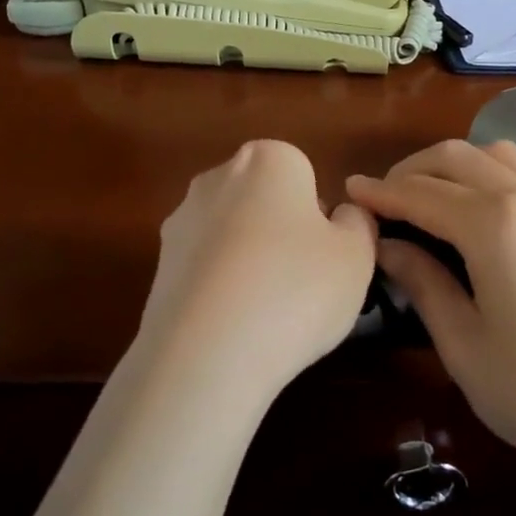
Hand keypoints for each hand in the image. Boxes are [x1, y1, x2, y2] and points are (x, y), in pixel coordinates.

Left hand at [138, 140, 376, 400]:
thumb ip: (357, 223)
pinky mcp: (158, 267)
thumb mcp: (357, 256)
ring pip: (231, 236)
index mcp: (267, 160)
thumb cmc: (296, 290)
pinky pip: (205, 270)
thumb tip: (339, 216)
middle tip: (303, 283)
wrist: (207, 354)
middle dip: (281, 232)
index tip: (325, 255)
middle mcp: (216, 178)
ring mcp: (180, 222)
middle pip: (262, 200)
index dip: (318, 215)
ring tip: (267, 314)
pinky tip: (233, 327)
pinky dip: (220, 289)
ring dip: (248, 262)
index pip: (303, 173)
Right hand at [346, 140, 515, 486]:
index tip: (348, 192)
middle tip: (381, 202)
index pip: (420, 193)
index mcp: (495, 225)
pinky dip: (489, 174)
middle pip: (456, 158)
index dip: (380, 193)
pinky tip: (477, 209)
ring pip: (495, 154)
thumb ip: (422, 282)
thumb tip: (388, 246)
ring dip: (453, 165)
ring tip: (425, 199)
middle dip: (411, 171)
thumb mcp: (463, 343)